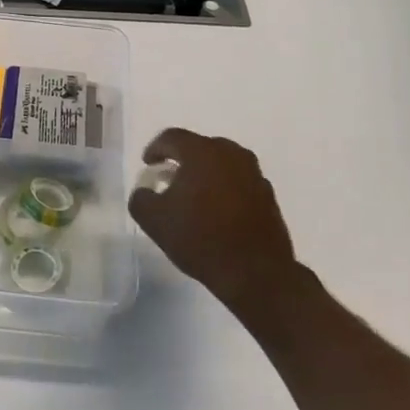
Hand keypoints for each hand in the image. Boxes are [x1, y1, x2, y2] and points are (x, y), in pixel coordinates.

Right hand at [127, 129, 301, 320]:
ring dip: (205, 175)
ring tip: (193, 198)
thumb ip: (141, 198)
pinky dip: (224, 189)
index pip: (172, 137)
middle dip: (182, 161)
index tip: (148, 165)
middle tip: (169, 180)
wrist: (255, 272)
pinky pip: (238, 182)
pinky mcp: (268, 195)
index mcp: (203, 152)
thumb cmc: (201, 238)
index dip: (155, 149)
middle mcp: (231, 154)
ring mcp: (254, 173)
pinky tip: (217, 213)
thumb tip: (146, 191)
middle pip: (200, 147)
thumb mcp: (155, 221)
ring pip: (221, 164)